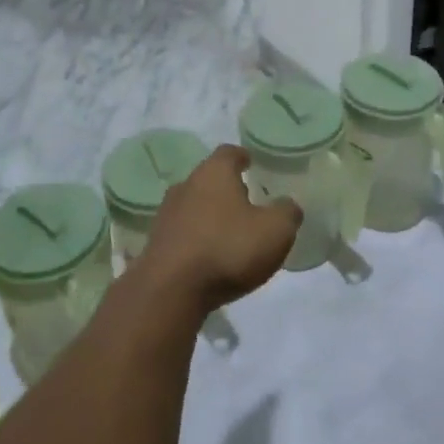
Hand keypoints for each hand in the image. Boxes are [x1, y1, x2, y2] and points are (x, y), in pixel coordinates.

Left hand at [139, 146, 301, 312]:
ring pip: (194, 204)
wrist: (170, 290)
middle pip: (209, 178)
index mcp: (214, 173)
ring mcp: (167, 214)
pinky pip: (183, 231)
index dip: (242, 157)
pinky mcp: (157, 242)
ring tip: (230, 231)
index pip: (229, 153)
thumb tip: (287, 205)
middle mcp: (186, 185)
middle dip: (227, 188)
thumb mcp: (275, 231)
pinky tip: (210, 254)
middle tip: (247, 201)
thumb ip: (287, 212)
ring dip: (210, 214)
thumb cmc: (228, 249)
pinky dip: (197, 237)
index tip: (251, 163)